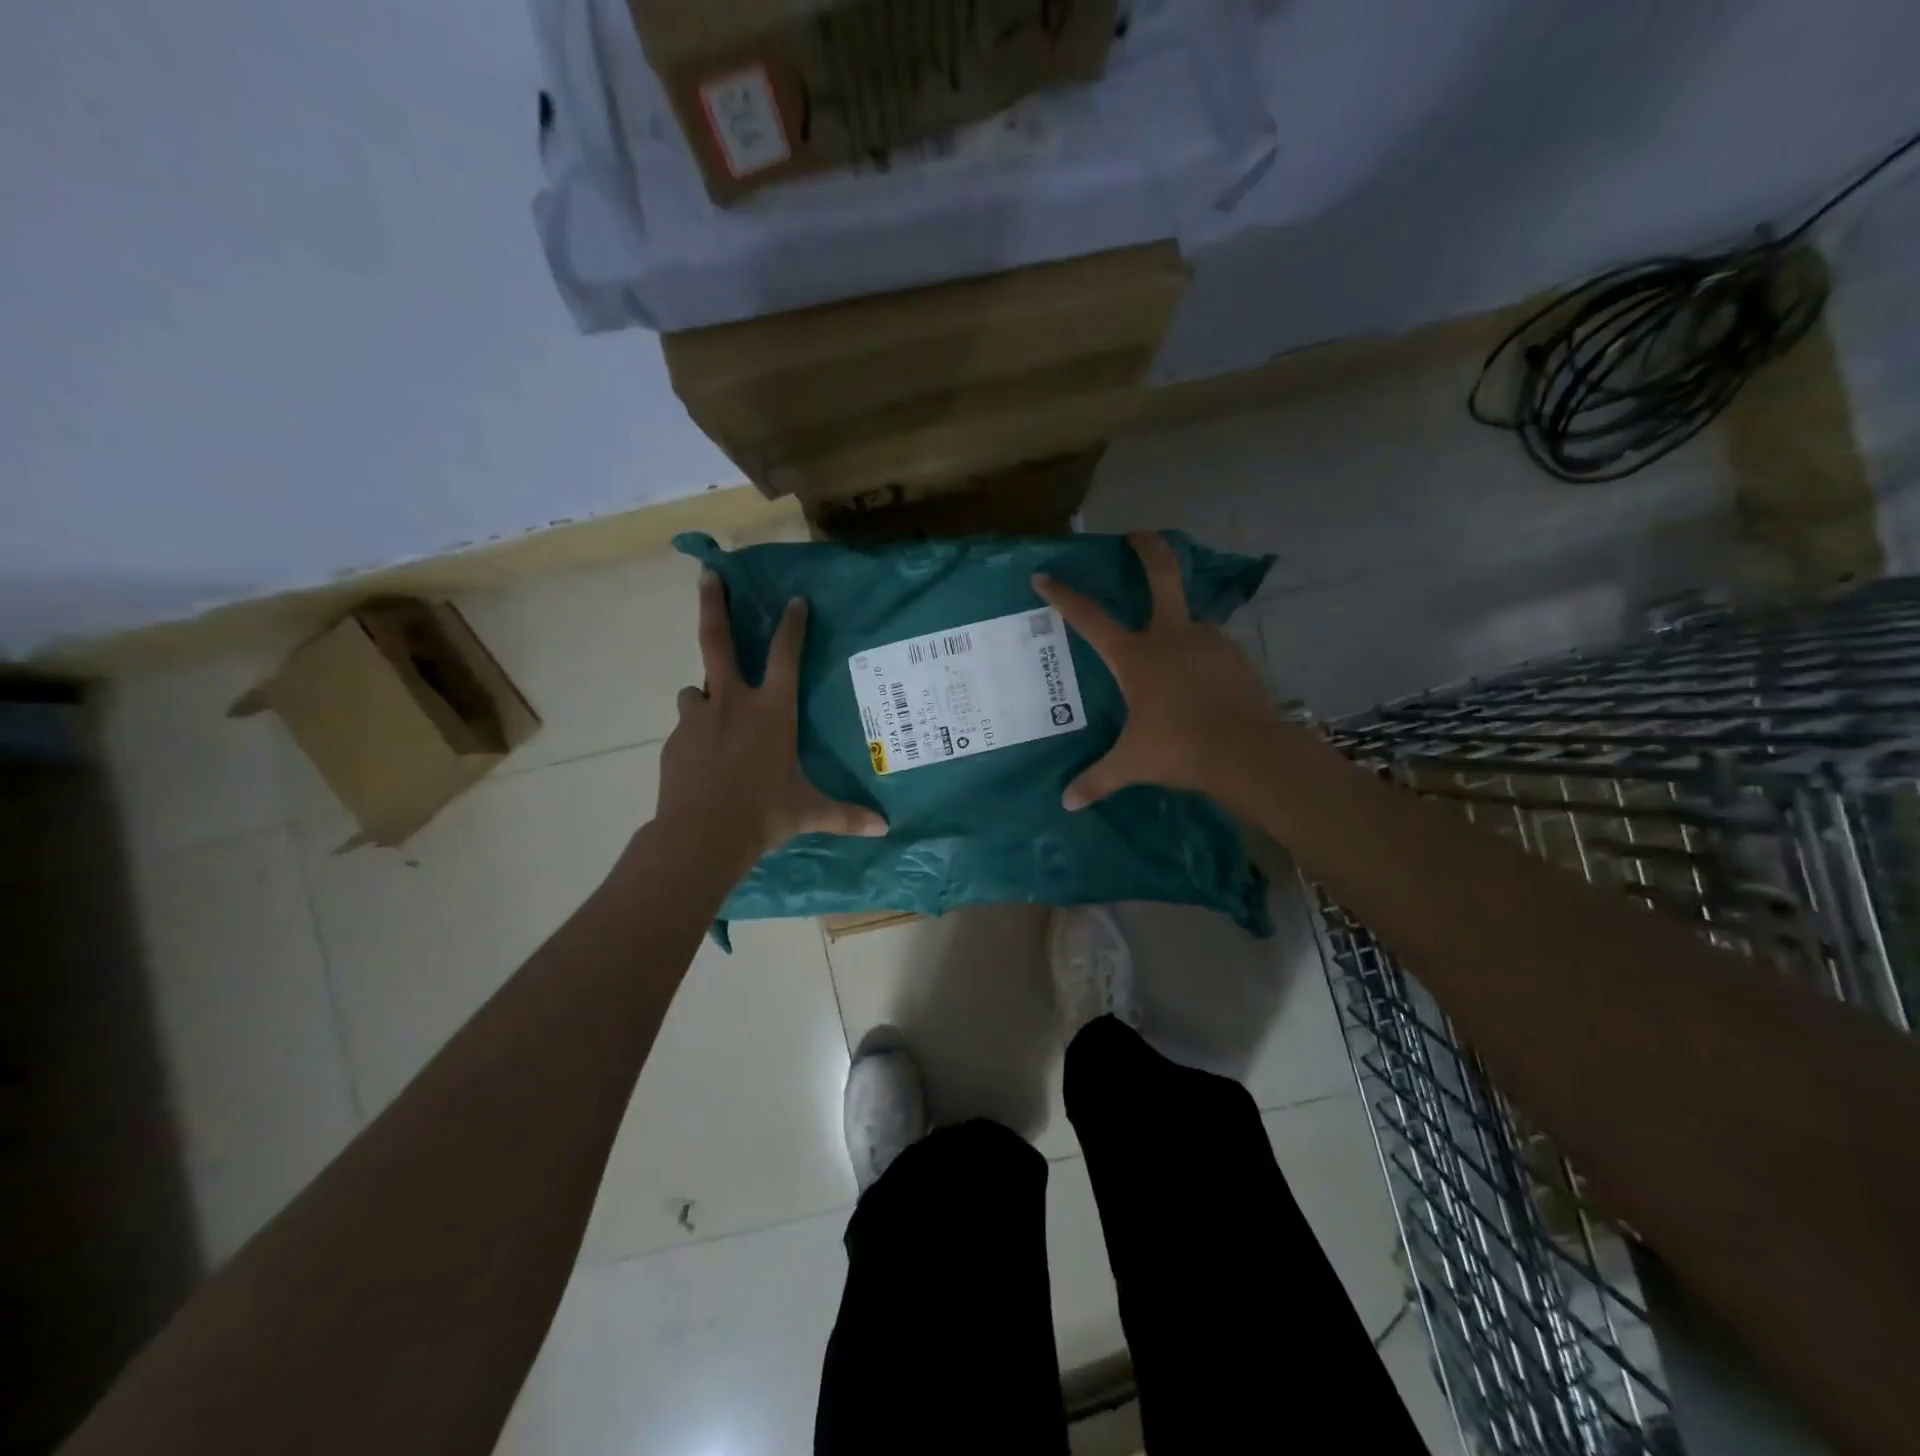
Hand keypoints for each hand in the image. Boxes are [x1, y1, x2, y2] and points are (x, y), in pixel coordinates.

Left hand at [655, 571, 887, 866]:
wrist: (699, 836)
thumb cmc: (763, 815)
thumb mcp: (808, 813)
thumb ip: (845, 816)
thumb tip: (884, 829)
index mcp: (772, 711)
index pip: (785, 656)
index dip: (792, 625)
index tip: (794, 600)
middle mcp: (732, 704)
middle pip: (718, 641)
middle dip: (714, 604)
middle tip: (708, 573)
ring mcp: (698, 719)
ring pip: (696, 688)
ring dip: (705, 691)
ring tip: (711, 708)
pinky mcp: (674, 742)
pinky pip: (687, 726)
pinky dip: (696, 731)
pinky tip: (703, 756)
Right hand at [1033, 531, 1280, 810]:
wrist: (1246, 752)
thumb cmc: (1178, 749)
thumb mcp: (1131, 764)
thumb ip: (1096, 780)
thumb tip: (1067, 804)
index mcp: (1135, 656)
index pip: (1089, 618)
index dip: (1064, 595)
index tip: (1045, 575)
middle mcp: (1171, 636)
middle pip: (1161, 575)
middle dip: (1148, 548)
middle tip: (1137, 534)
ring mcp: (1208, 641)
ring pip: (1190, 618)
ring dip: (1179, 624)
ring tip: (1172, 653)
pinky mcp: (1236, 656)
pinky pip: (1211, 648)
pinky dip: (1201, 656)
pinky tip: (1200, 681)